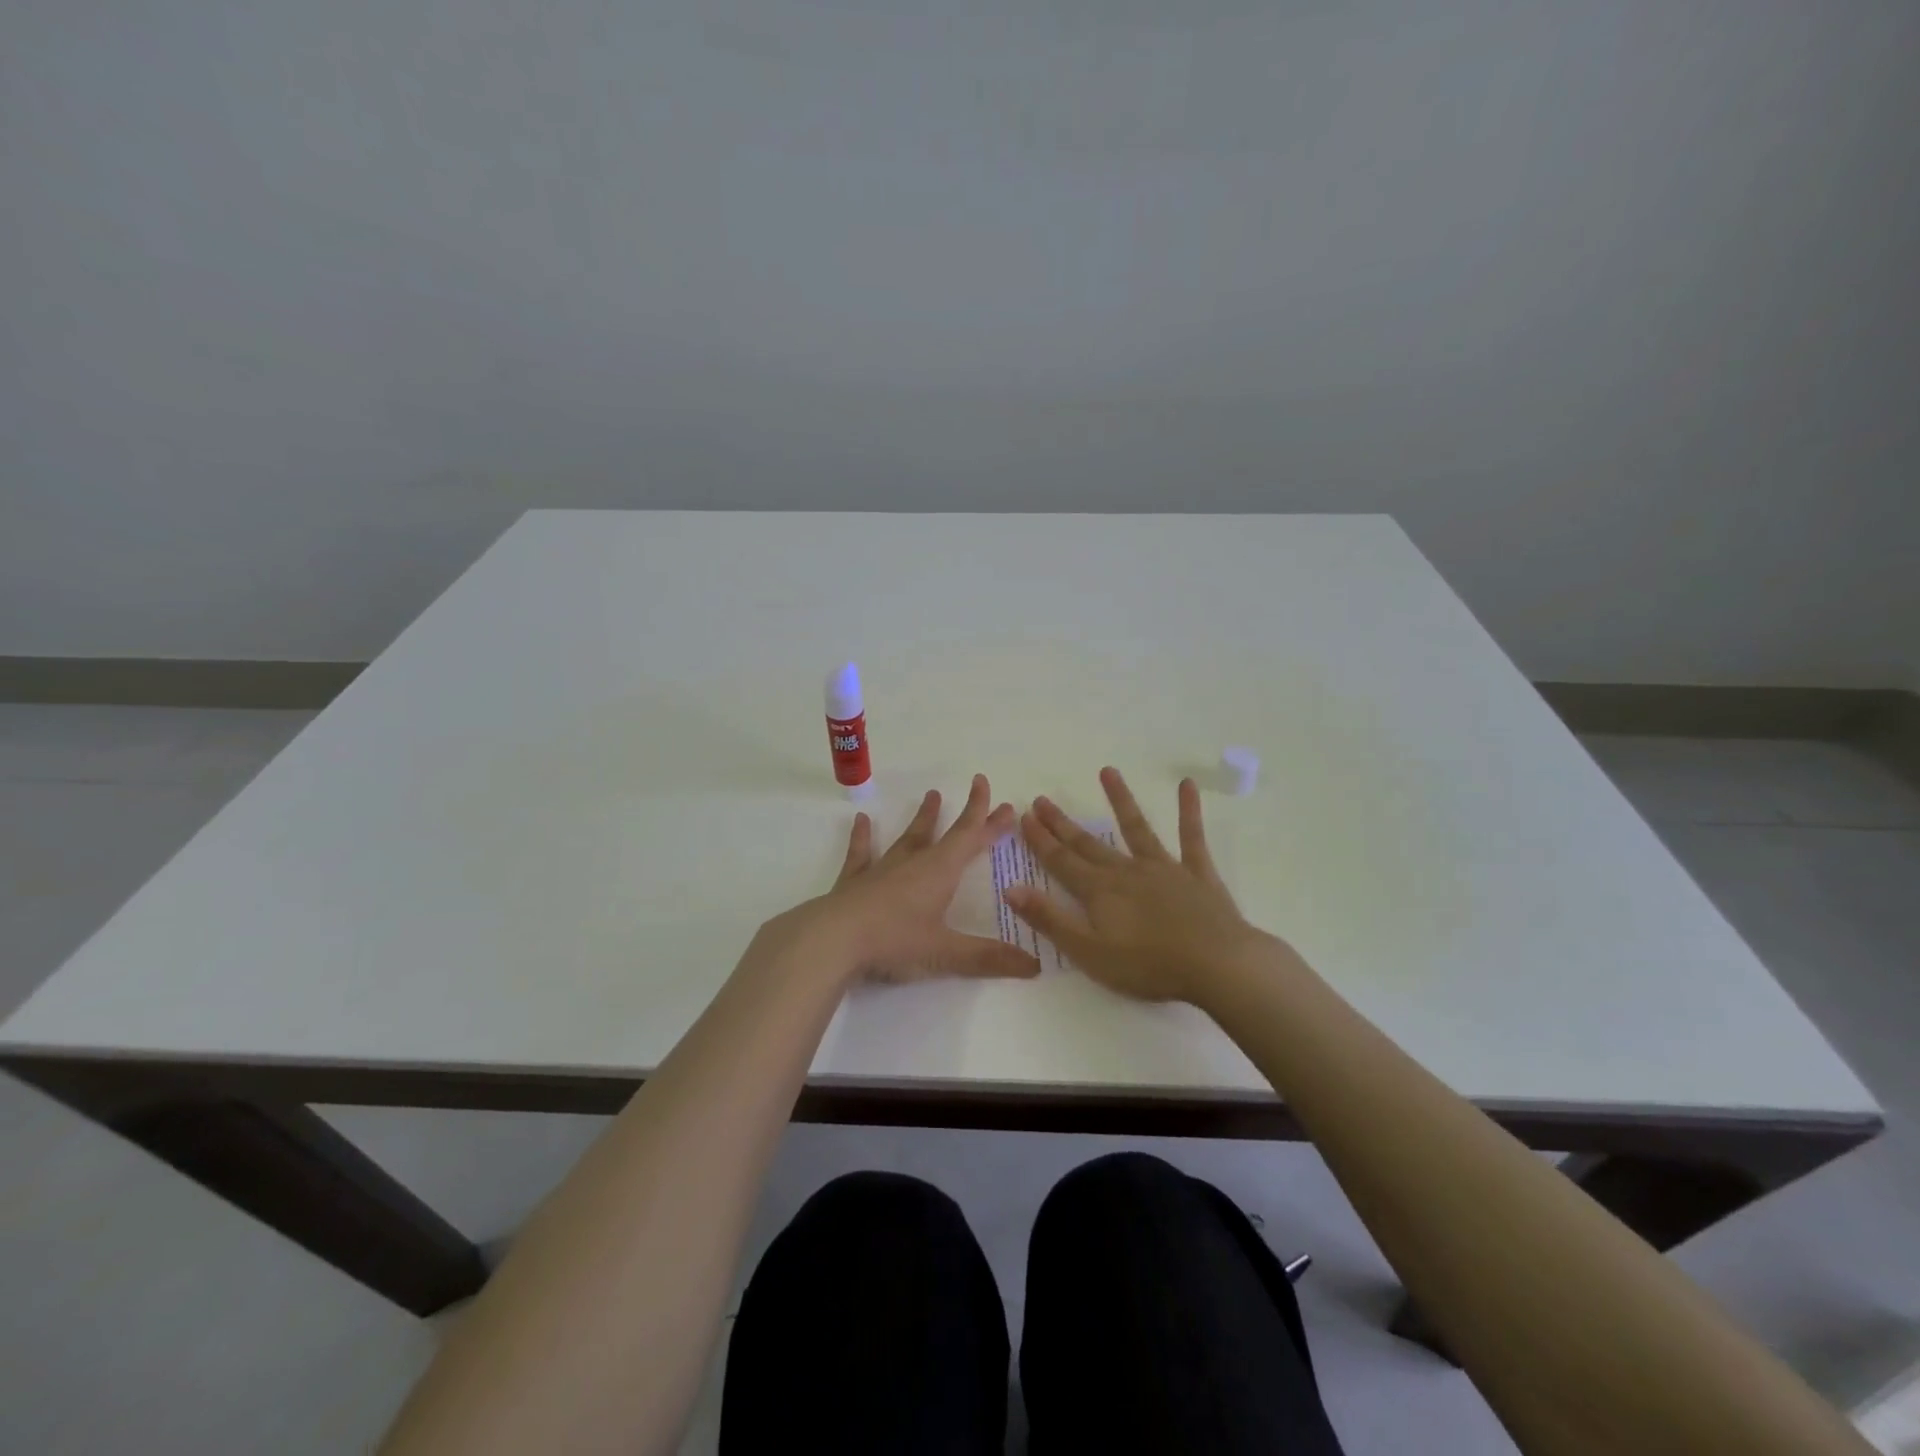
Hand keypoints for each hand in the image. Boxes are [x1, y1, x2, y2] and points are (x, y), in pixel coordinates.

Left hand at [769, 774, 1041, 987]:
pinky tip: (861, 820)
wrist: (832, 939)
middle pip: (946, 833)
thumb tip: (1035, 966)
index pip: (971, 839)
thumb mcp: (945, 953)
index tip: (1006, 802)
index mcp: (939, 872)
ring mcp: (882, 869)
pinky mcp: (854, 881)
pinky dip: (862, 837)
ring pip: (908, 837)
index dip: (989, 820)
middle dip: (967, 814)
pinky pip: (861, 853)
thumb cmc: (894, 941)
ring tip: (931, 795)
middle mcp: (913, 863)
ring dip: (922, 818)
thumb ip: (988, 958)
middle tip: (977, 787)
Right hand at [1004, 767, 1267, 1003]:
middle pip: (1088, 843)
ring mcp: (1163, 868)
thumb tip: (1010, 888)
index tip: (1024, 816)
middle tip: (1042, 799)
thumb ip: (1049, 919)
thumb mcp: (1088, 951)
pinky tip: (1187, 785)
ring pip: (1136, 828)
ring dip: (1120, 799)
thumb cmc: (1148, 965)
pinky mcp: (1196, 873)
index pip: (1060, 861)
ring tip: (1107, 771)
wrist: (1216, 964)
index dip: (1040, 840)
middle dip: (1062, 823)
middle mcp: (1126, 870)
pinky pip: (1191, 837)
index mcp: (1099, 891)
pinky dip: (1188, 810)